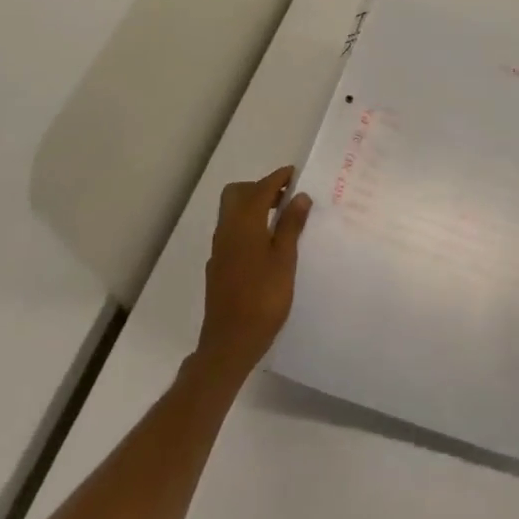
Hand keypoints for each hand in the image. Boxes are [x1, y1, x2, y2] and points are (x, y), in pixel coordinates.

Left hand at [195, 166, 311, 380]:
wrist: (229, 344)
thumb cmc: (263, 299)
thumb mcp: (284, 260)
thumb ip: (291, 226)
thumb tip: (300, 196)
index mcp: (244, 224)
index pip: (260, 188)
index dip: (278, 178)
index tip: (295, 175)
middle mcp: (227, 230)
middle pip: (237, 194)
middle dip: (260, 188)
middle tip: (285, 197)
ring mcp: (220, 249)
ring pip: (232, 213)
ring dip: (253, 207)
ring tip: (281, 219)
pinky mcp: (218, 267)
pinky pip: (232, 232)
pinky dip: (248, 226)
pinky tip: (266, 245)